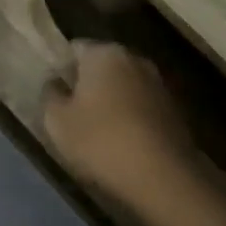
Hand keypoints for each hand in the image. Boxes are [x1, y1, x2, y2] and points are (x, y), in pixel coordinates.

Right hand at [42, 41, 203, 204]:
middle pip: (102, 66)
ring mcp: (159, 83)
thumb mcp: (57, 121)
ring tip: (97, 133)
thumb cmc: (101, 141)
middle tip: (71, 114)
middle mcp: (135, 59)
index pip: (74, 48)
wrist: (162, 176)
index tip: (53, 95)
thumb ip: (50, 94)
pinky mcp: (174, 109)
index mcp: (105, 53)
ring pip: (124, 87)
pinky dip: (131, 118)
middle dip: (87, 85)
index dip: (60, 69)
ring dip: (111, 102)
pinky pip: (141, 106)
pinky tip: (122, 143)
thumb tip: (55, 82)